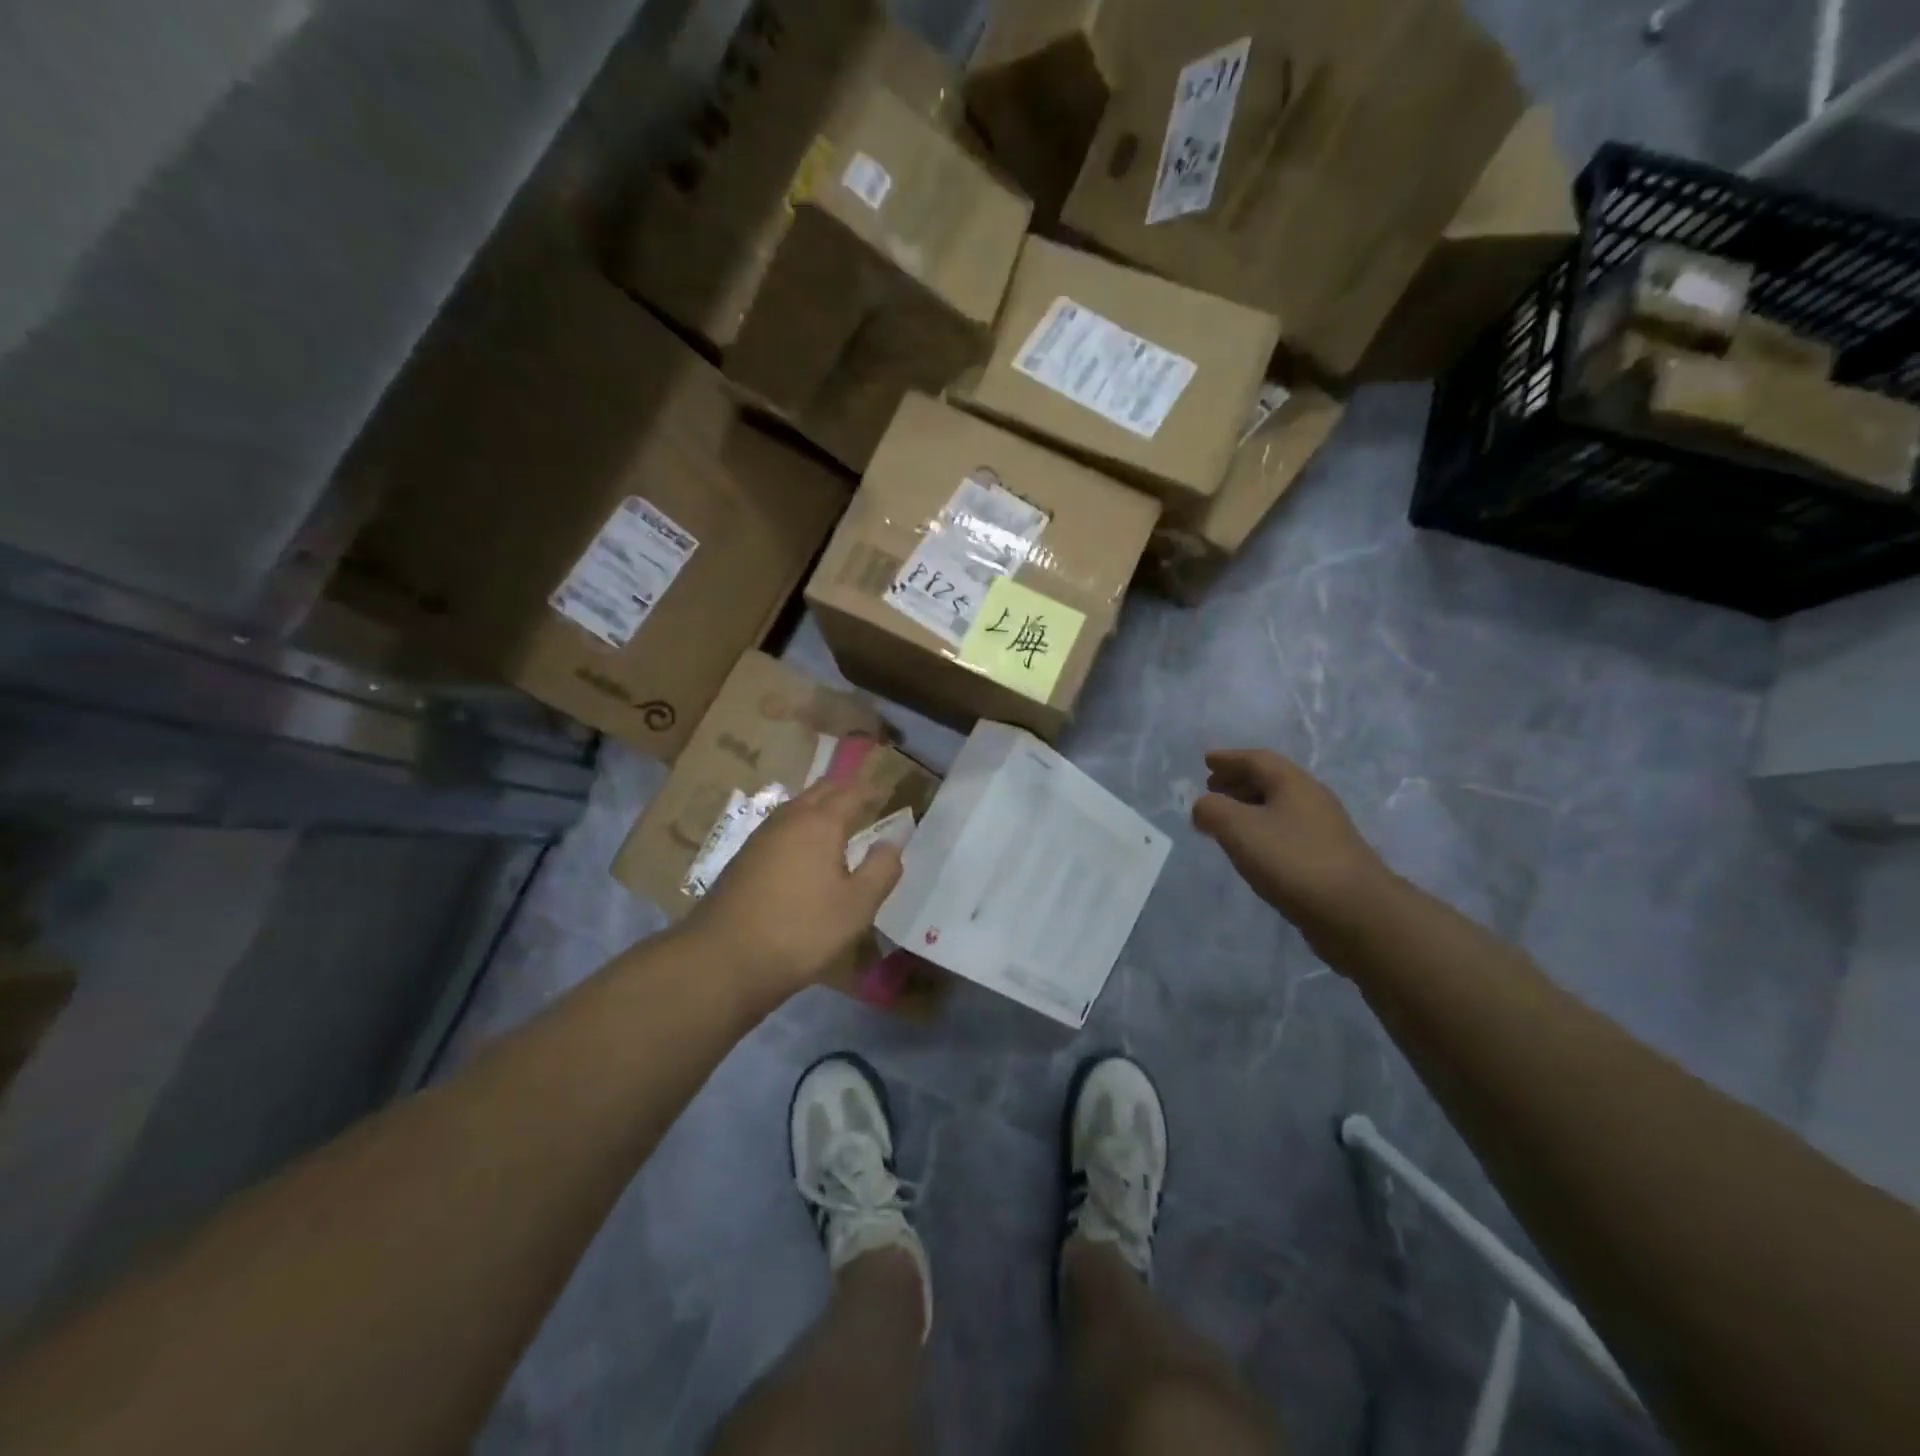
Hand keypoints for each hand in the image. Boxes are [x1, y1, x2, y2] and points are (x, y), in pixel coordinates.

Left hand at [682, 781, 903, 997]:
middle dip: (844, 790)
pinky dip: (800, 825)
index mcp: (819, 824)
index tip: (887, 792)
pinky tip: (803, 848)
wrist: (724, 959)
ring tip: (837, 820)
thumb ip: (881, 870)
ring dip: (819, 806)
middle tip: (865, 798)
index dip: (872, 790)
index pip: (851, 793)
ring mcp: (761, 837)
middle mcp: (788, 819)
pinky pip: (780, 827)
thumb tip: (892, 841)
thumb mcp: (857, 906)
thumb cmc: (801, 930)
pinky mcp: (743, 858)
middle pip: (820, 791)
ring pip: (796, 807)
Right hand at [1191, 749, 1393, 948]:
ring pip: (1278, 807)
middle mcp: (1311, 799)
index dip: (1229, 759)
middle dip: (1238, 781)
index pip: (1256, 759)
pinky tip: (1252, 848)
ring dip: (1249, 806)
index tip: (1207, 760)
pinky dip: (1262, 830)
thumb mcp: (1239, 829)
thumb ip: (1212, 810)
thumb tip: (1202, 806)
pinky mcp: (1327, 858)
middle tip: (1211, 787)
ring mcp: (1323, 830)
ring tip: (1225, 818)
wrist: (1355, 912)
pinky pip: (1286, 831)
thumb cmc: (1292, 861)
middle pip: (1270, 780)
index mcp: (1293, 783)